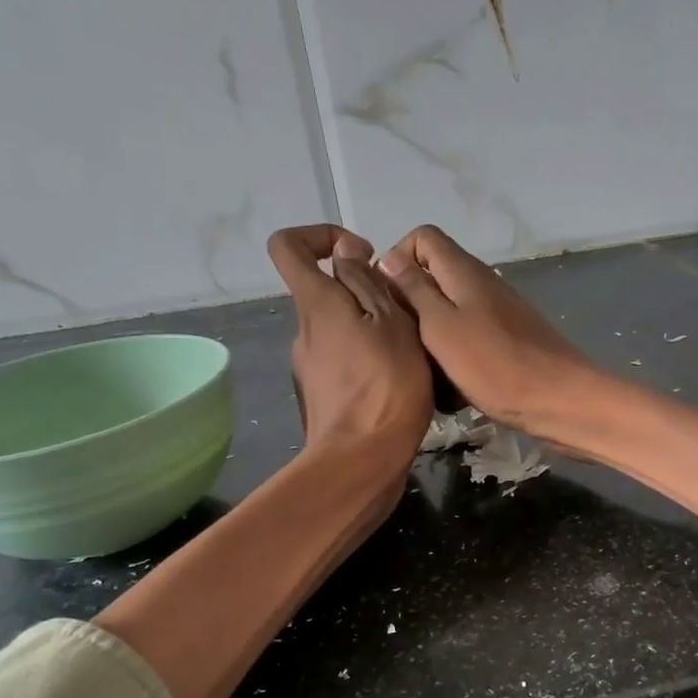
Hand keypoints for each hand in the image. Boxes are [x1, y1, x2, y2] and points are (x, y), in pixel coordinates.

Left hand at [267, 226, 431, 466]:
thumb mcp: (391, 324)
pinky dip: (368, 358)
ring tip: (409, 351)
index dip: (321, 235)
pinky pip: (344, 360)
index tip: (362, 255)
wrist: (362, 462)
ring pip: (339, 328)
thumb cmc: (385, 388)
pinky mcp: (323, 395)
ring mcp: (310, 366)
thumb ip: (367, 284)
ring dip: (371, 328)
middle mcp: (304, 330)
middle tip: (404, 313)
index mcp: (316, 304)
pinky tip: (399, 381)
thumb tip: (346, 256)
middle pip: (323, 291)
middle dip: (363, 291)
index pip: (288, 245)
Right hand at [378, 225, 603, 441]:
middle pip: (434, 276)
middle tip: (400, 341)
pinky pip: (469, 338)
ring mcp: (497, 313)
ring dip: (429, 336)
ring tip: (420, 368)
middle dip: (410, 304)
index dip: (397, 258)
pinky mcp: (507, 341)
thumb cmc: (496, 365)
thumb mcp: (442, 327)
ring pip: (449, 312)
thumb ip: (415, 291)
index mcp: (464, 272)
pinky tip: (450, 387)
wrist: (561, 401)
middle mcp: (482, 284)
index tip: (387, 297)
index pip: (423, 237)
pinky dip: (453, 356)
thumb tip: (389, 258)